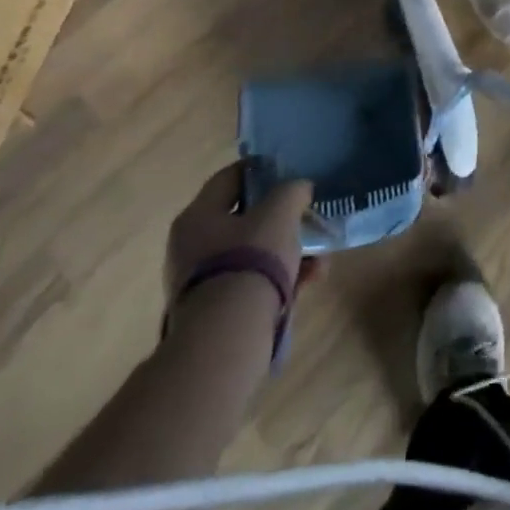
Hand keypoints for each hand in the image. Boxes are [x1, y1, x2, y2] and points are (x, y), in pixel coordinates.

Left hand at [165, 162, 314, 300]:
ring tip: (319, 262)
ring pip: (251, 255)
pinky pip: (250, 285)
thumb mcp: (280, 212)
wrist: (228, 340)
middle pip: (243, 220)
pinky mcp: (213, 315)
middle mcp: (190, 248)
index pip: (230, 178)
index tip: (287, 171)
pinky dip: (278, 280)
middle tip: (306, 219)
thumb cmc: (251, 261)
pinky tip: (309, 282)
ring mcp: (200, 284)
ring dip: (287, 253)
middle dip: (281, 220)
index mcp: (197, 216)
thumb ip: (292, 191)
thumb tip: (298, 188)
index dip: (261, 170)